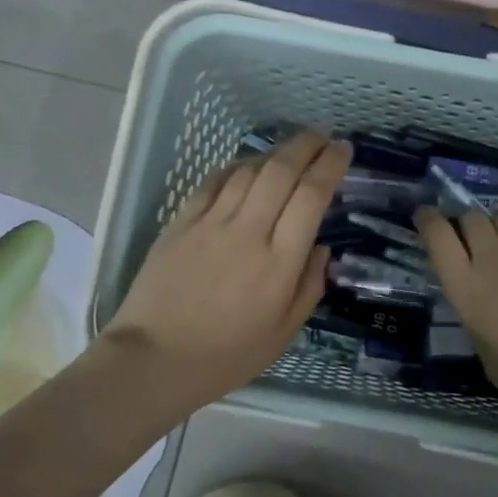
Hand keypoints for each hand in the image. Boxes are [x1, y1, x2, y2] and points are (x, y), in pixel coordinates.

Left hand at [98, 132, 350, 421]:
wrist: (154, 359)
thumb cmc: (226, 356)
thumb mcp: (283, 334)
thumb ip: (309, 286)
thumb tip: (321, 248)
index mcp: (280, 262)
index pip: (311, 196)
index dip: (330, 165)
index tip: (343, 150)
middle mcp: (249, 232)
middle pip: (281, 170)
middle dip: (306, 145)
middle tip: (322, 137)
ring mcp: (211, 223)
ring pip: (247, 170)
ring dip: (273, 153)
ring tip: (288, 152)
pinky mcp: (181, 223)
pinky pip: (213, 182)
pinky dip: (234, 167)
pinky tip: (244, 167)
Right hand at [417, 208, 497, 418]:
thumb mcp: (485, 353)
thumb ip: (478, 322)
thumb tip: (484, 313)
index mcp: (465, 286)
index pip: (437, 235)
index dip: (428, 220)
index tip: (425, 216)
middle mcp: (492, 260)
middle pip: (472, 218)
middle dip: (467, 223)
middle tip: (471, 239)